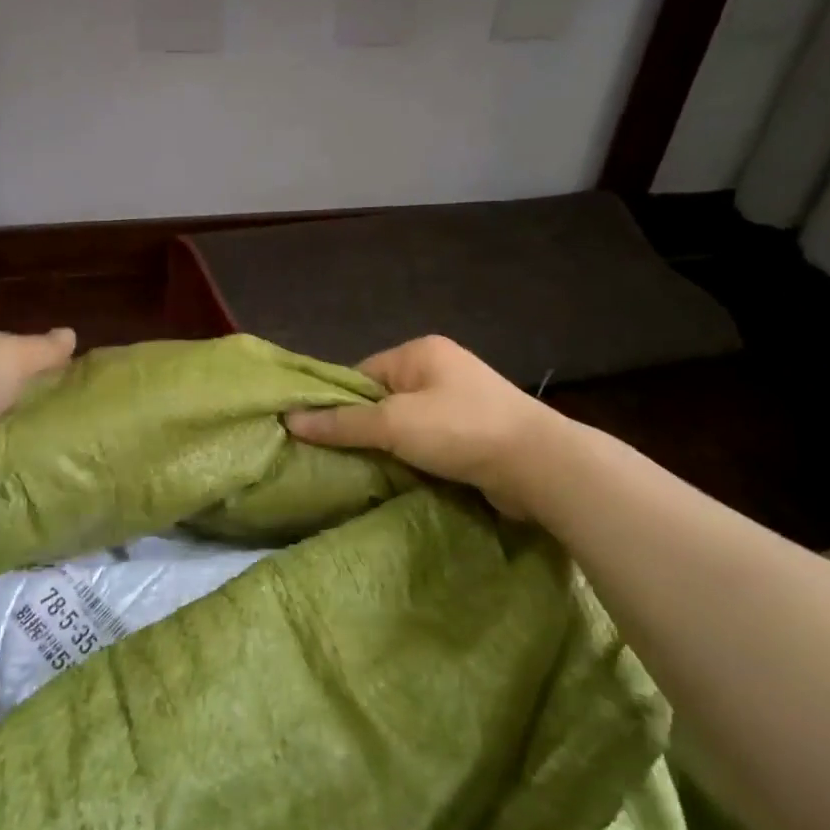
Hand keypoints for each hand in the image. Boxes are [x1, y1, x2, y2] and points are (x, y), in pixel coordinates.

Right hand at [285, 335, 566, 519]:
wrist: (539, 465)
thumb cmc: (460, 430)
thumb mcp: (393, 424)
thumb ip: (342, 423)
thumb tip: (289, 419)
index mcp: (420, 352)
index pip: (362, 374)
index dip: (340, 404)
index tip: (321, 436)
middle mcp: (441, 369)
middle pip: (383, 399)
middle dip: (365, 429)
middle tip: (339, 458)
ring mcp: (462, 401)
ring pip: (407, 424)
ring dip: (391, 447)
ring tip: (366, 472)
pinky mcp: (476, 432)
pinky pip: (430, 442)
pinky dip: (415, 458)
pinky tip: (401, 477)